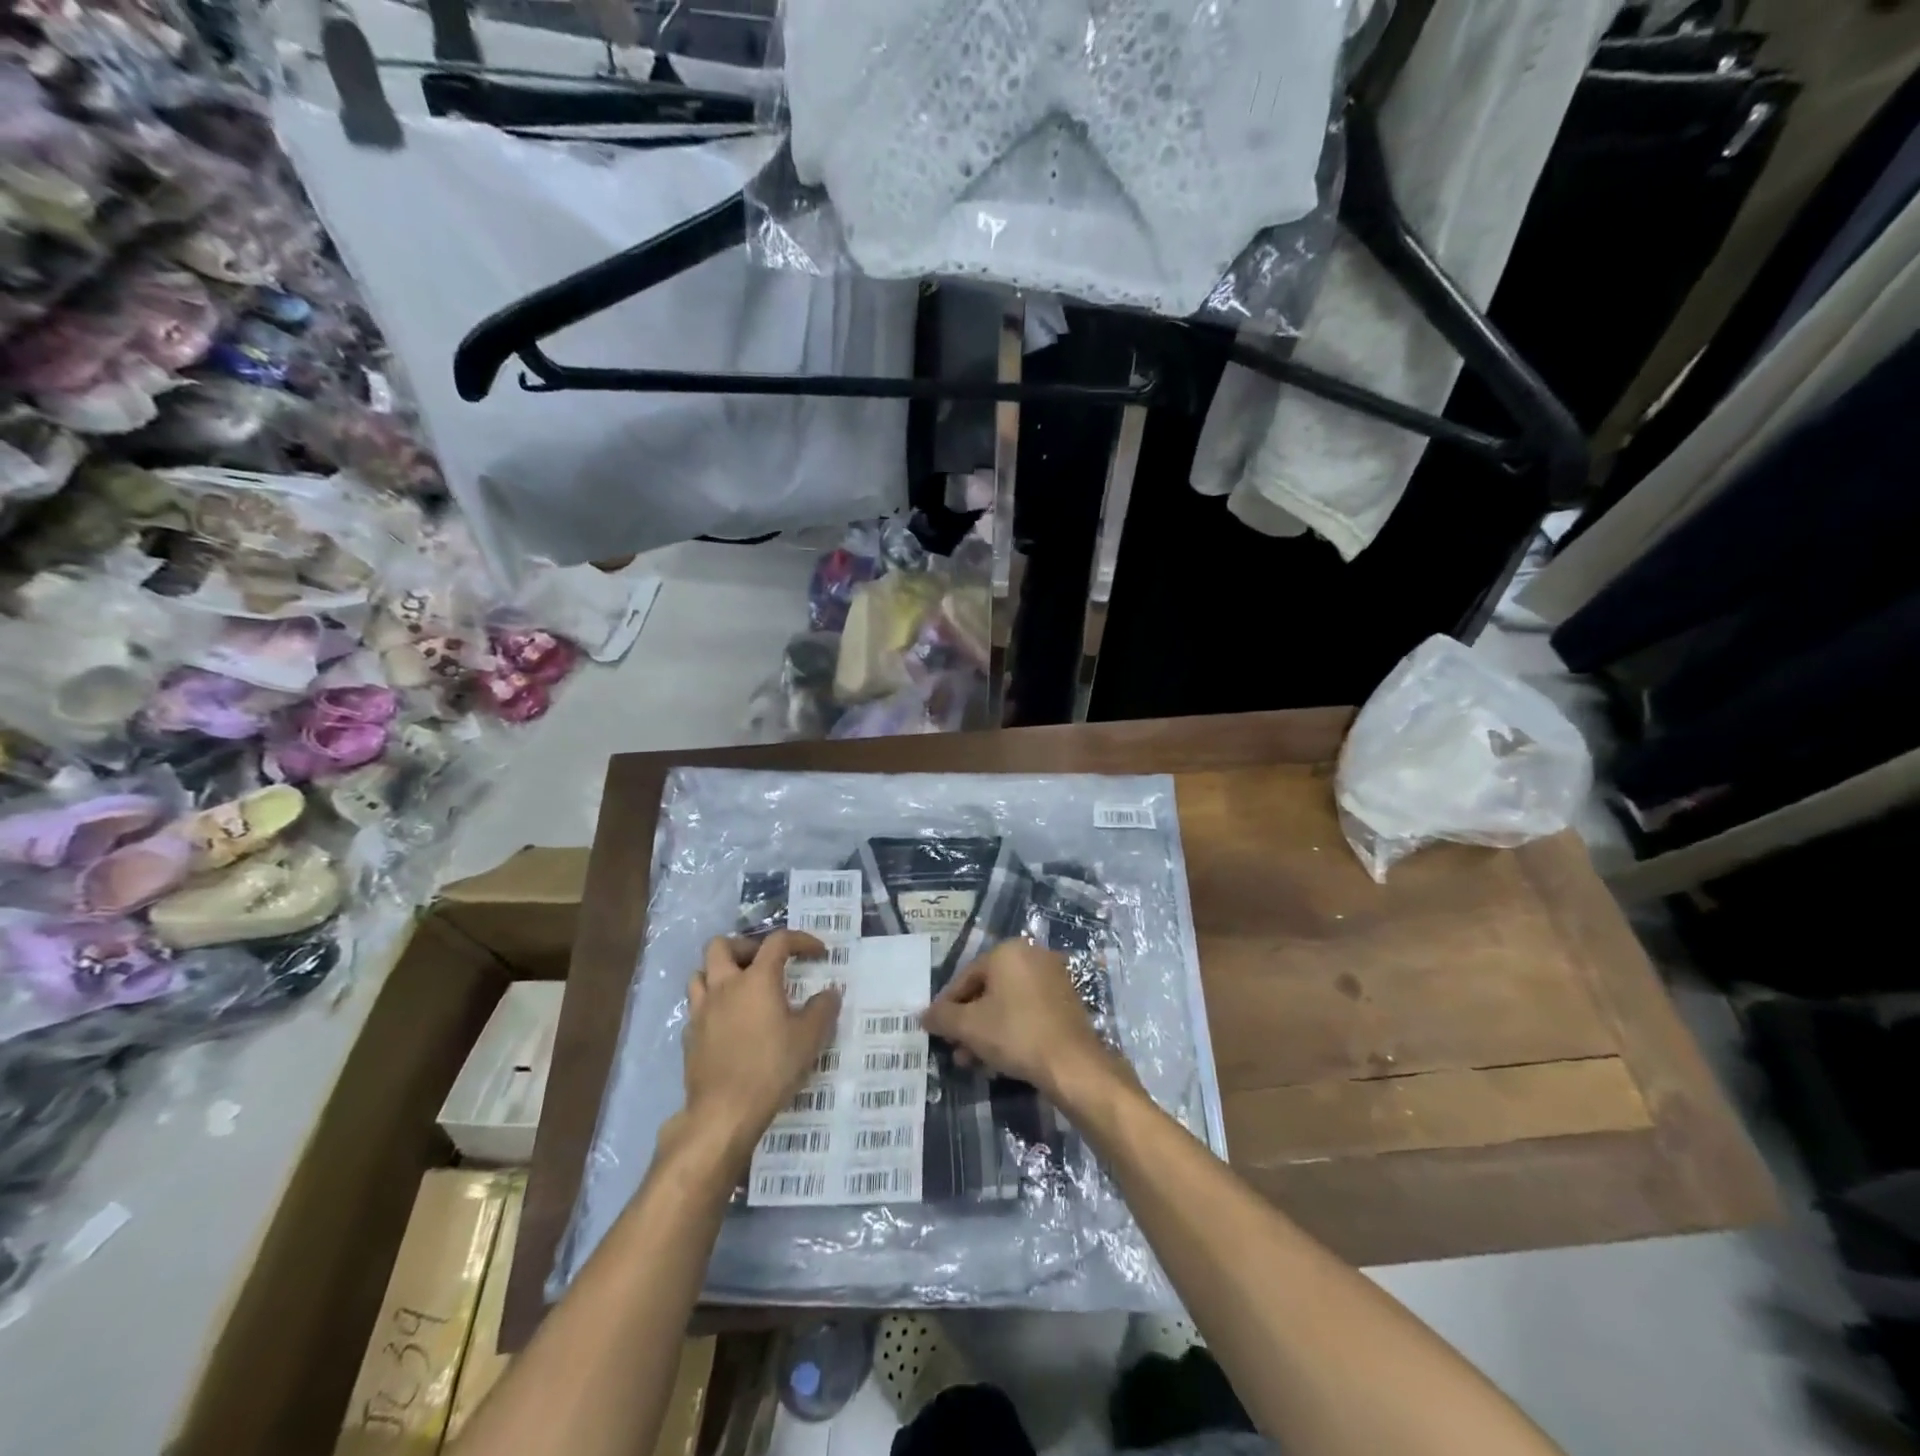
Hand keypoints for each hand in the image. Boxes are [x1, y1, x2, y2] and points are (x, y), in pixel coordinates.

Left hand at [679, 931, 841, 1168]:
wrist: (723, 1113)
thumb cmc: (771, 1068)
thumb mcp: (810, 1038)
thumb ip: (823, 1009)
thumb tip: (830, 993)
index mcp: (757, 979)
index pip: (778, 941)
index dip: (801, 940)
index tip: (818, 953)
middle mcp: (724, 986)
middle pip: (721, 945)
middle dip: (745, 947)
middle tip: (765, 964)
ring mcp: (702, 1010)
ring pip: (700, 973)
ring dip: (720, 972)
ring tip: (741, 988)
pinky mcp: (690, 1035)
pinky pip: (696, 1006)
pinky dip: (712, 1004)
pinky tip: (728, 1022)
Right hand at [920, 940, 1124, 1106]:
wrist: (1072, 1063)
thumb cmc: (1015, 1034)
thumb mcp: (969, 1026)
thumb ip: (942, 1017)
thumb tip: (922, 1015)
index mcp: (1007, 951)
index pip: (965, 977)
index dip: (947, 1006)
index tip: (936, 1030)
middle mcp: (1032, 956)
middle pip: (987, 990)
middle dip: (968, 1022)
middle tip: (955, 1049)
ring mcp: (1053, 977)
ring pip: (1007, 1003)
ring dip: (986, 1030)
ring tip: (973, 1061)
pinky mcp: (1066, 1001)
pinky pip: (1028, 1011)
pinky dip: (1011, 1030)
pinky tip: (999, 1059)